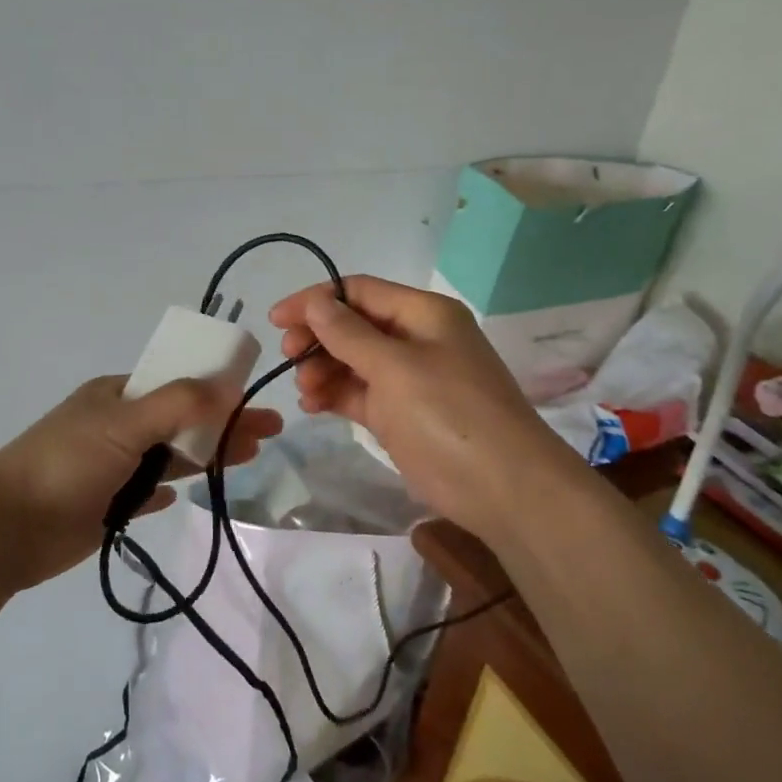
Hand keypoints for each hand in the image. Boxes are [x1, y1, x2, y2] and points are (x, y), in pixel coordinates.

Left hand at [0, 375, 283, 590]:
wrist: (6, 527)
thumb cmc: (66, 463)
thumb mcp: (124, 422)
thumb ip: (179, 404)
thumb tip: (229, 386)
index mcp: (118, 395)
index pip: (179, 384)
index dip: (218, 389)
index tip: (254, 398)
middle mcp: (118, 425)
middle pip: (183, 420)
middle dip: (225, 423)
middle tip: (269, 432)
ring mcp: (113, 466)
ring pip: (171, 456)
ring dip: (207, 454)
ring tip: (249, 456)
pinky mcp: (108, 505)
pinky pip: (149, 492)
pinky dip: (168, 489)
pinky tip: (185, 493)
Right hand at [269, 276, 565, 543]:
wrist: (506, 490)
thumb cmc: (449, 415)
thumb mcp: (394, 368)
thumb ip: (349, 334)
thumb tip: (316, 301)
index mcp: (423, 313)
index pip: (359, 291)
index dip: (316, 300)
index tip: (276, 320)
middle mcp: (417, 339)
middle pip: (354, 325)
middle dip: (318, 338)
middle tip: (289, 358)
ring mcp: (411, 379)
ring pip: (354, 361)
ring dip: (324, 369)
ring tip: (306, 392)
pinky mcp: (404, 414)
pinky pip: (361, 393)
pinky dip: (337, 395)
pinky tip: (314, 405)